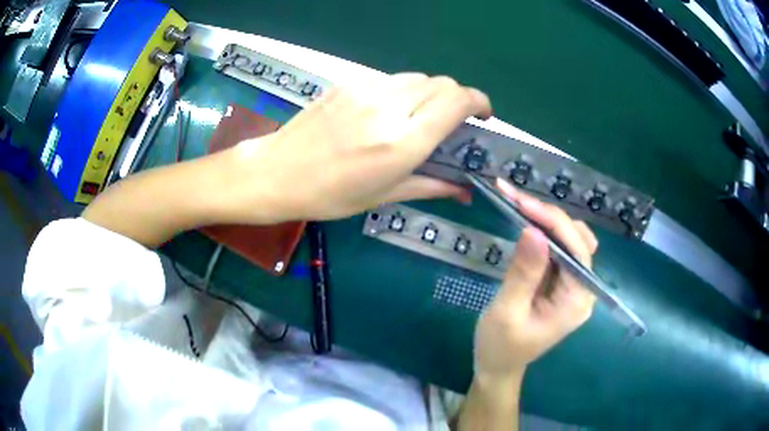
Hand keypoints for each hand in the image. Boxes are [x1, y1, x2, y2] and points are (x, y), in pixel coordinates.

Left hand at [217, 73, 490, 223]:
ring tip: (418, 116)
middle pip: (442, 83)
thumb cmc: (329, 195)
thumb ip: (431, 186)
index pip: (457, 102)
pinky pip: (390, 78)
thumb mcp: (383, 196)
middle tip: (451, 122)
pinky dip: (402, 91)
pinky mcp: (349, 82)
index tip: (483, 116)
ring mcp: (366, 89)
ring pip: (417, 78)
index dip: (480, 102)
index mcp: (402, 142)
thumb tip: (465, 191)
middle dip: (456, 99)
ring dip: (429, 94)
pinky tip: (387, 110)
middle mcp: (389, 108)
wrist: (277, 172)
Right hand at [473, 180, 597, 379]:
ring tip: (518, 206)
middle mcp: (583, 289)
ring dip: (547, 220)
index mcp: (576, 301)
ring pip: (571, 239)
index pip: (576, 249)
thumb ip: (524, 273)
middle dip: (549, 216)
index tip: (520, 201)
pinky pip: (559, 249)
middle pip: (578, 239)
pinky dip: (543, 231)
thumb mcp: (507, 312)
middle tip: (514, 199)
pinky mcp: (562, 282)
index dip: (552, 220)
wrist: (497, 366)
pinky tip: (525, 221)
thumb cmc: (500, 346)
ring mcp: (574, 285)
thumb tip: (533, 230)